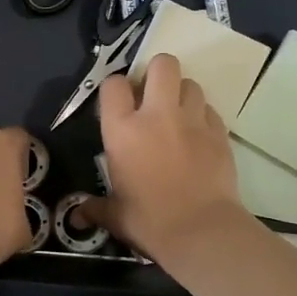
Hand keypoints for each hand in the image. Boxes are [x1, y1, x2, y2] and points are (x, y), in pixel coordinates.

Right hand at [84, 54, 247, 262]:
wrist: (201, 231)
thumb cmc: (148, 221)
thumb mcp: (115, 215)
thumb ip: (95, 207)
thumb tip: (78, 217)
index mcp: (122, 129)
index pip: (114, 84)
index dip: (116, 88)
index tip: (119, 103)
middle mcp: (157, 114)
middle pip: (162, 64)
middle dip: (157, 72)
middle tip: (153, 95)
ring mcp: (192, 120)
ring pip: (191, 83)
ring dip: (182, 94)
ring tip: (178, 114)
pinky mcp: (219, 132)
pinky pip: (210, 110)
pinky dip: (203, 117)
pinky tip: (198, 136)